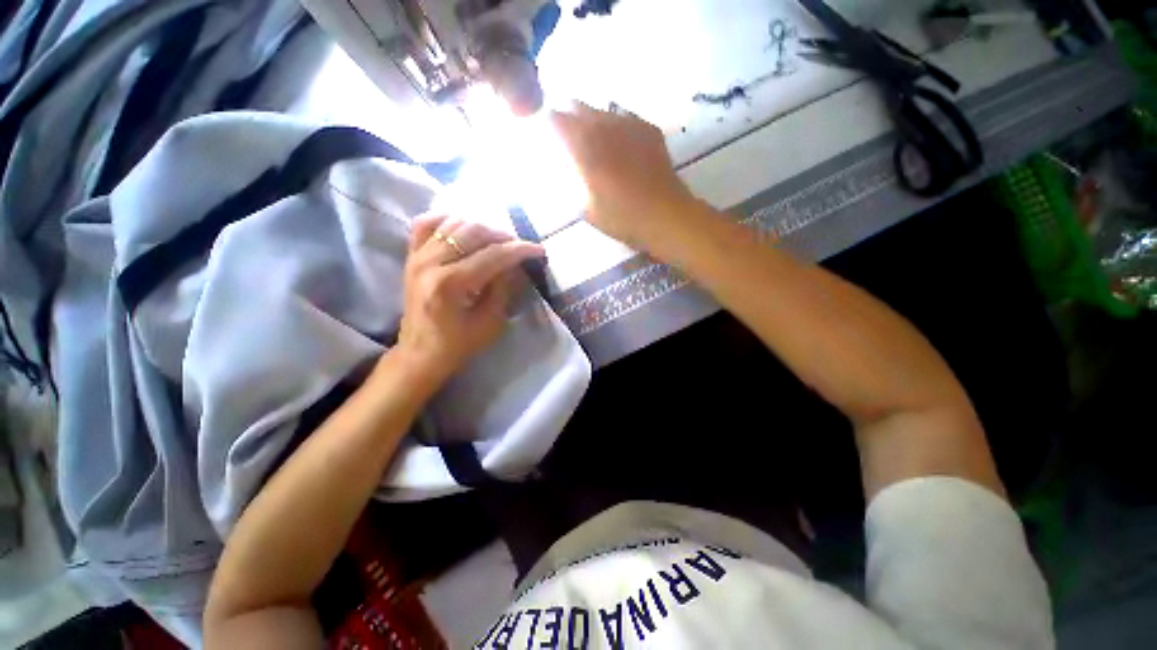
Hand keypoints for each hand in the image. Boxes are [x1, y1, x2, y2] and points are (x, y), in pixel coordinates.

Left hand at [393, 215, 544, 389]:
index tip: (539, 249)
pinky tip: (463, 228)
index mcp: (451, 284)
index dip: (520, 250)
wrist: (420, 353)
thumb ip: (503, 288)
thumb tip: (515, 263)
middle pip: (474, 232)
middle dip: (503, 236)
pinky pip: (426, 224)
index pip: (493, 255)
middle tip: (519, 247)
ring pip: (454, 223)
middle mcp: (431, 263)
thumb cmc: (458, 344)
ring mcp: (417, 256)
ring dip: (481, 227)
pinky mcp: (411, 256)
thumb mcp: (490, 322)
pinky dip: (448, 220)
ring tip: (497, 241)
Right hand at [551, 104, 698, 249]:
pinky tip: (619, 144)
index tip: (547, 139)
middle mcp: (604, 124)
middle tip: (568, 140)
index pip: (555, 119)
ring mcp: (629, 122)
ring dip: (592, 121)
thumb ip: (569, 181)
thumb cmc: (620, 217)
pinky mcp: (648, 128)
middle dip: (568, 118)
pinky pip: (625, 117)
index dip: (547, 126)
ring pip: (601, 109)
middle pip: (577, 106)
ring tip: (595, 143)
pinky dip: (615, 126)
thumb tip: (562, 165)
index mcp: (584, 144)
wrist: (664, 215)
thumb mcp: (584, 207)